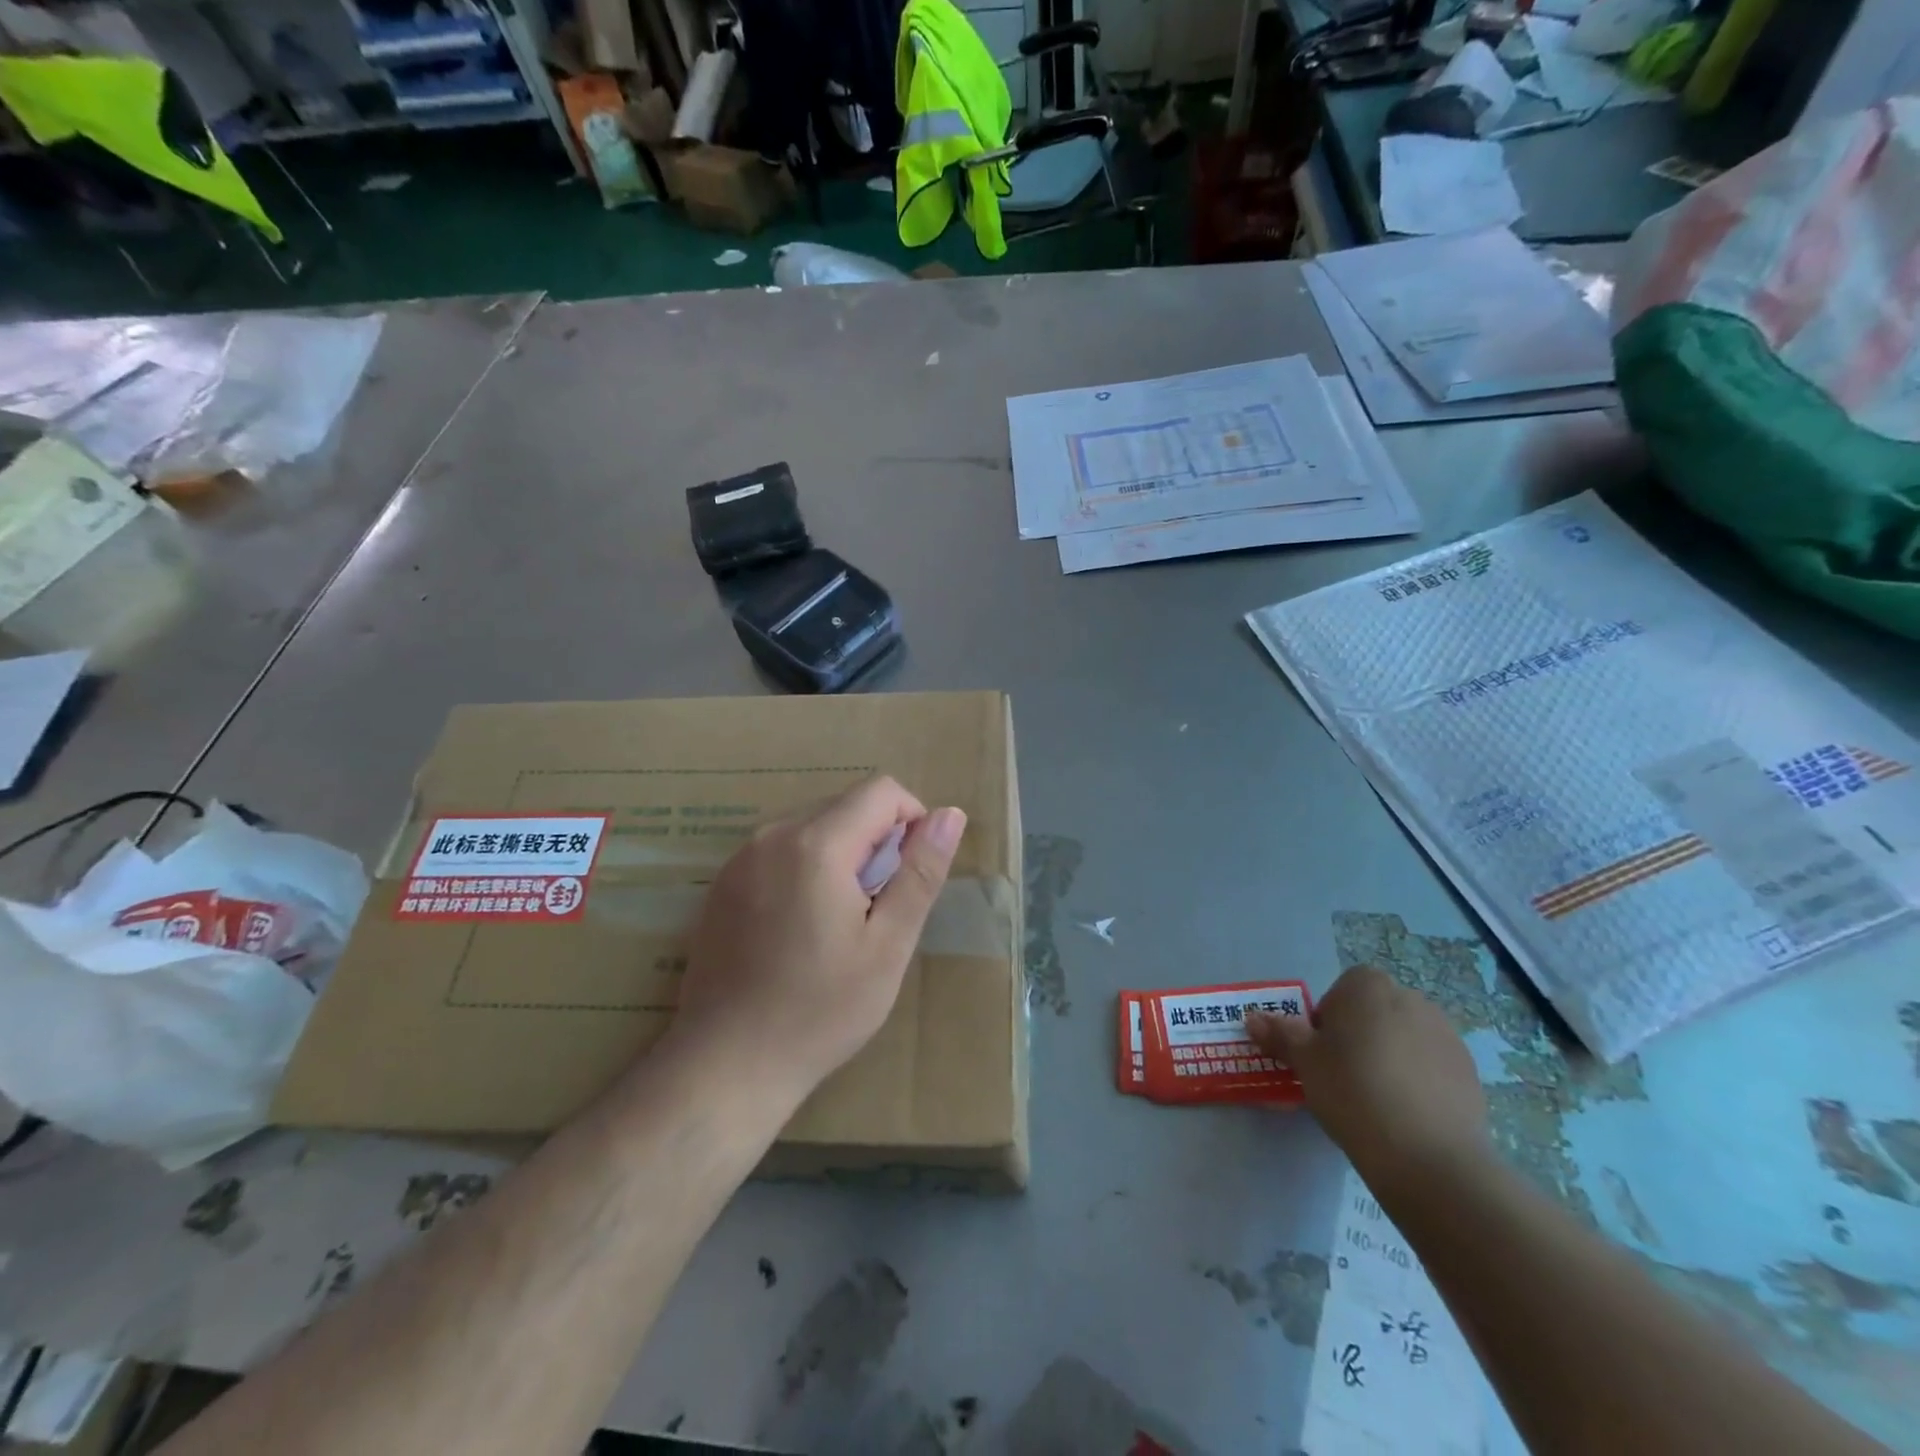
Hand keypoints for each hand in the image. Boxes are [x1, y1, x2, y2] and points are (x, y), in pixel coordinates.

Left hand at [669, 776, 966, 1105]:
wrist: (725, 1064)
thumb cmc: (820, 1010)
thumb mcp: (888, 945)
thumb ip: (920, 872)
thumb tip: (950, 815)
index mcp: (816, 843)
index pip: (881, 790)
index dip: (911, 820)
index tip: (910, 876)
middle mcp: (772, 835)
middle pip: (845, 805)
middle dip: (875, 840)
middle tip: (876, 909)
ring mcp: (740, 857)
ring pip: (813, 825)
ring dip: (842, 854)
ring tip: (840, 921)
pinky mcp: (722, 882)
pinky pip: (780, 849)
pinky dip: (806, 868)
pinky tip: (801, 927)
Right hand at [1246, 965, 1489, 1194]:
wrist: (1428, 1155)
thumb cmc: (1353, 1091)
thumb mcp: (1305, 1062)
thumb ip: (1280, 1035)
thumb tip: (1252, 1018)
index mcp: (1368, 986)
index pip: (1341, 989)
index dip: (1328, 1019)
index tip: (1322, 1053)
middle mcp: (1411, 998)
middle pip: (1374, 1011)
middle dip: (1359, 1035)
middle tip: (1343, 1075)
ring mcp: (1445, 1034)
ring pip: (1404, 1037)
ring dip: (1389, 1056)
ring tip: (1375, 1099)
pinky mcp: (1468, 1071)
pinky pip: (1431, 1065)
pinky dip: (1417, 1080)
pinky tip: (1406, 1113)